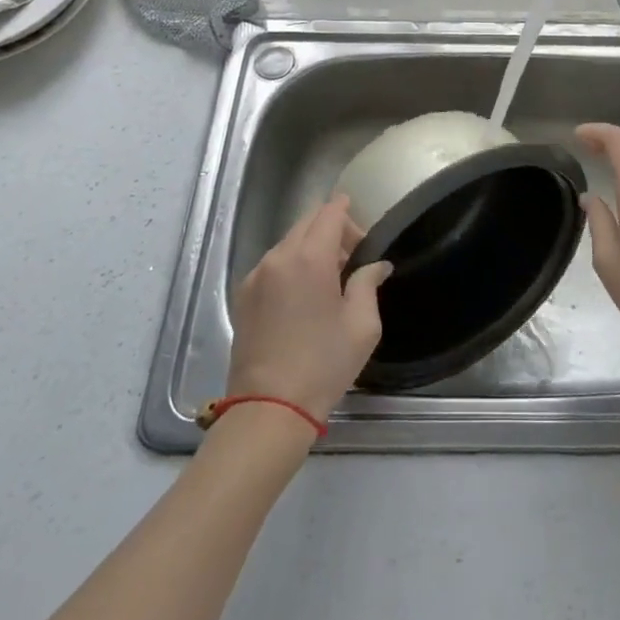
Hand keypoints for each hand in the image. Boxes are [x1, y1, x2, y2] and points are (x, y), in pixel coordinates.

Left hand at [225, 196, 392, 421]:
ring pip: (288, 242)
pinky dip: (292, 265)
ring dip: (311, 247)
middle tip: (352, 258)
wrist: (269, 409)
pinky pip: (273, 264)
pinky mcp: (243, 296)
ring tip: (330, 280)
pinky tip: (304, 296)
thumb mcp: (362, 325)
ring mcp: (256, 276)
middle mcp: (278, 258)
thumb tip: (377, 265)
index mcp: (310, 258)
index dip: (347, 210)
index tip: (363, 230)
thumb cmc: (324, 364)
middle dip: (332, 229)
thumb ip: (368, 283)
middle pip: (307, 222)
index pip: (329, 213)